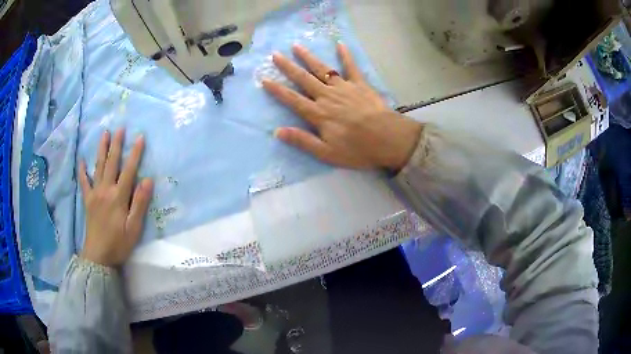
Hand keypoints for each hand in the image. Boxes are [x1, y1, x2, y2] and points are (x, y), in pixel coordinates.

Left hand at [78, 129, 152, 266]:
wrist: (99, 256)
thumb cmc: (118, 243)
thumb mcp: (134, 228)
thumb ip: (139, 203)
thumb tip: (148, 180)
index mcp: (118, 197)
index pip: (129, 170)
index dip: (135, 153)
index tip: (140, 137)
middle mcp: (106, 190)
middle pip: (111, 163)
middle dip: (116, 145)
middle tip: (120, 128)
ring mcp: (95, 194)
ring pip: (98, 167)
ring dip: (101, 149)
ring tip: (104, 134)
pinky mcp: (88, 201)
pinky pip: (84, 182)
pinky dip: (83, 171)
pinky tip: (82, 161)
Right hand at [262, 43, 421, 169]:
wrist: (387, 139)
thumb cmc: (357, 149)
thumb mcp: (326, 153)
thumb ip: (302, 140)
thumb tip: (278, 131)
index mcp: (318, 114)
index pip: (292, 99)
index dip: (277, 90)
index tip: (265, 79)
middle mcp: (327, 96)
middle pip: (304, 79)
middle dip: (288, 67)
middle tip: (275, 55)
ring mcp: (344, 88)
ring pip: (322, 69)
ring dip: (309, 57)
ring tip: (297, 46)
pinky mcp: (360, 84)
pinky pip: (351, 67)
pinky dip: (345, 56)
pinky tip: (340, 44)